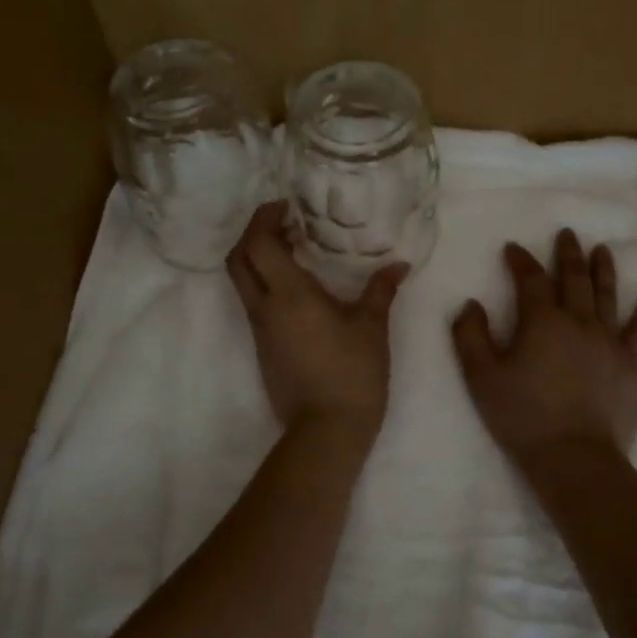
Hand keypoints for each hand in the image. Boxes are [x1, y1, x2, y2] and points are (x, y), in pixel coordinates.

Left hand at [227, 203, 408, 434]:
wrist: (326, 430)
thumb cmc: (352, 373)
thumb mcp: (372, 327)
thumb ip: (380, 290)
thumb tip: (398, 265)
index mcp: (289, 295)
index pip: (257, 243)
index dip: (263, 217)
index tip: (285, 207)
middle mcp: (265, 307)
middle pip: (238, 259)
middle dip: (253, 233)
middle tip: (284, 224)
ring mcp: (260, 330)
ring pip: (243, 282)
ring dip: (259, 258)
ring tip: (295, 250)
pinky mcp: (263, 348)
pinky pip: (255, 303)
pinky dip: (267, 283)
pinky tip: (299, 287)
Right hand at [452, 230, 636, 460]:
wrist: (574, 455)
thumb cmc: (522, 415)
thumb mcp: (481, 377)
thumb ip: (470, 336)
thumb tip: (470, 304)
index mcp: (541, 321)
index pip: (529, 279)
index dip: (520, 260)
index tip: (513, 248)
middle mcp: (577, 320)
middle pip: (572, 277)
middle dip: (567, 253)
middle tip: (567, 234)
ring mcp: (608, 340)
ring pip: (606, 294)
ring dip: (603, 268)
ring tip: (602, 249)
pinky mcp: (631, 362)